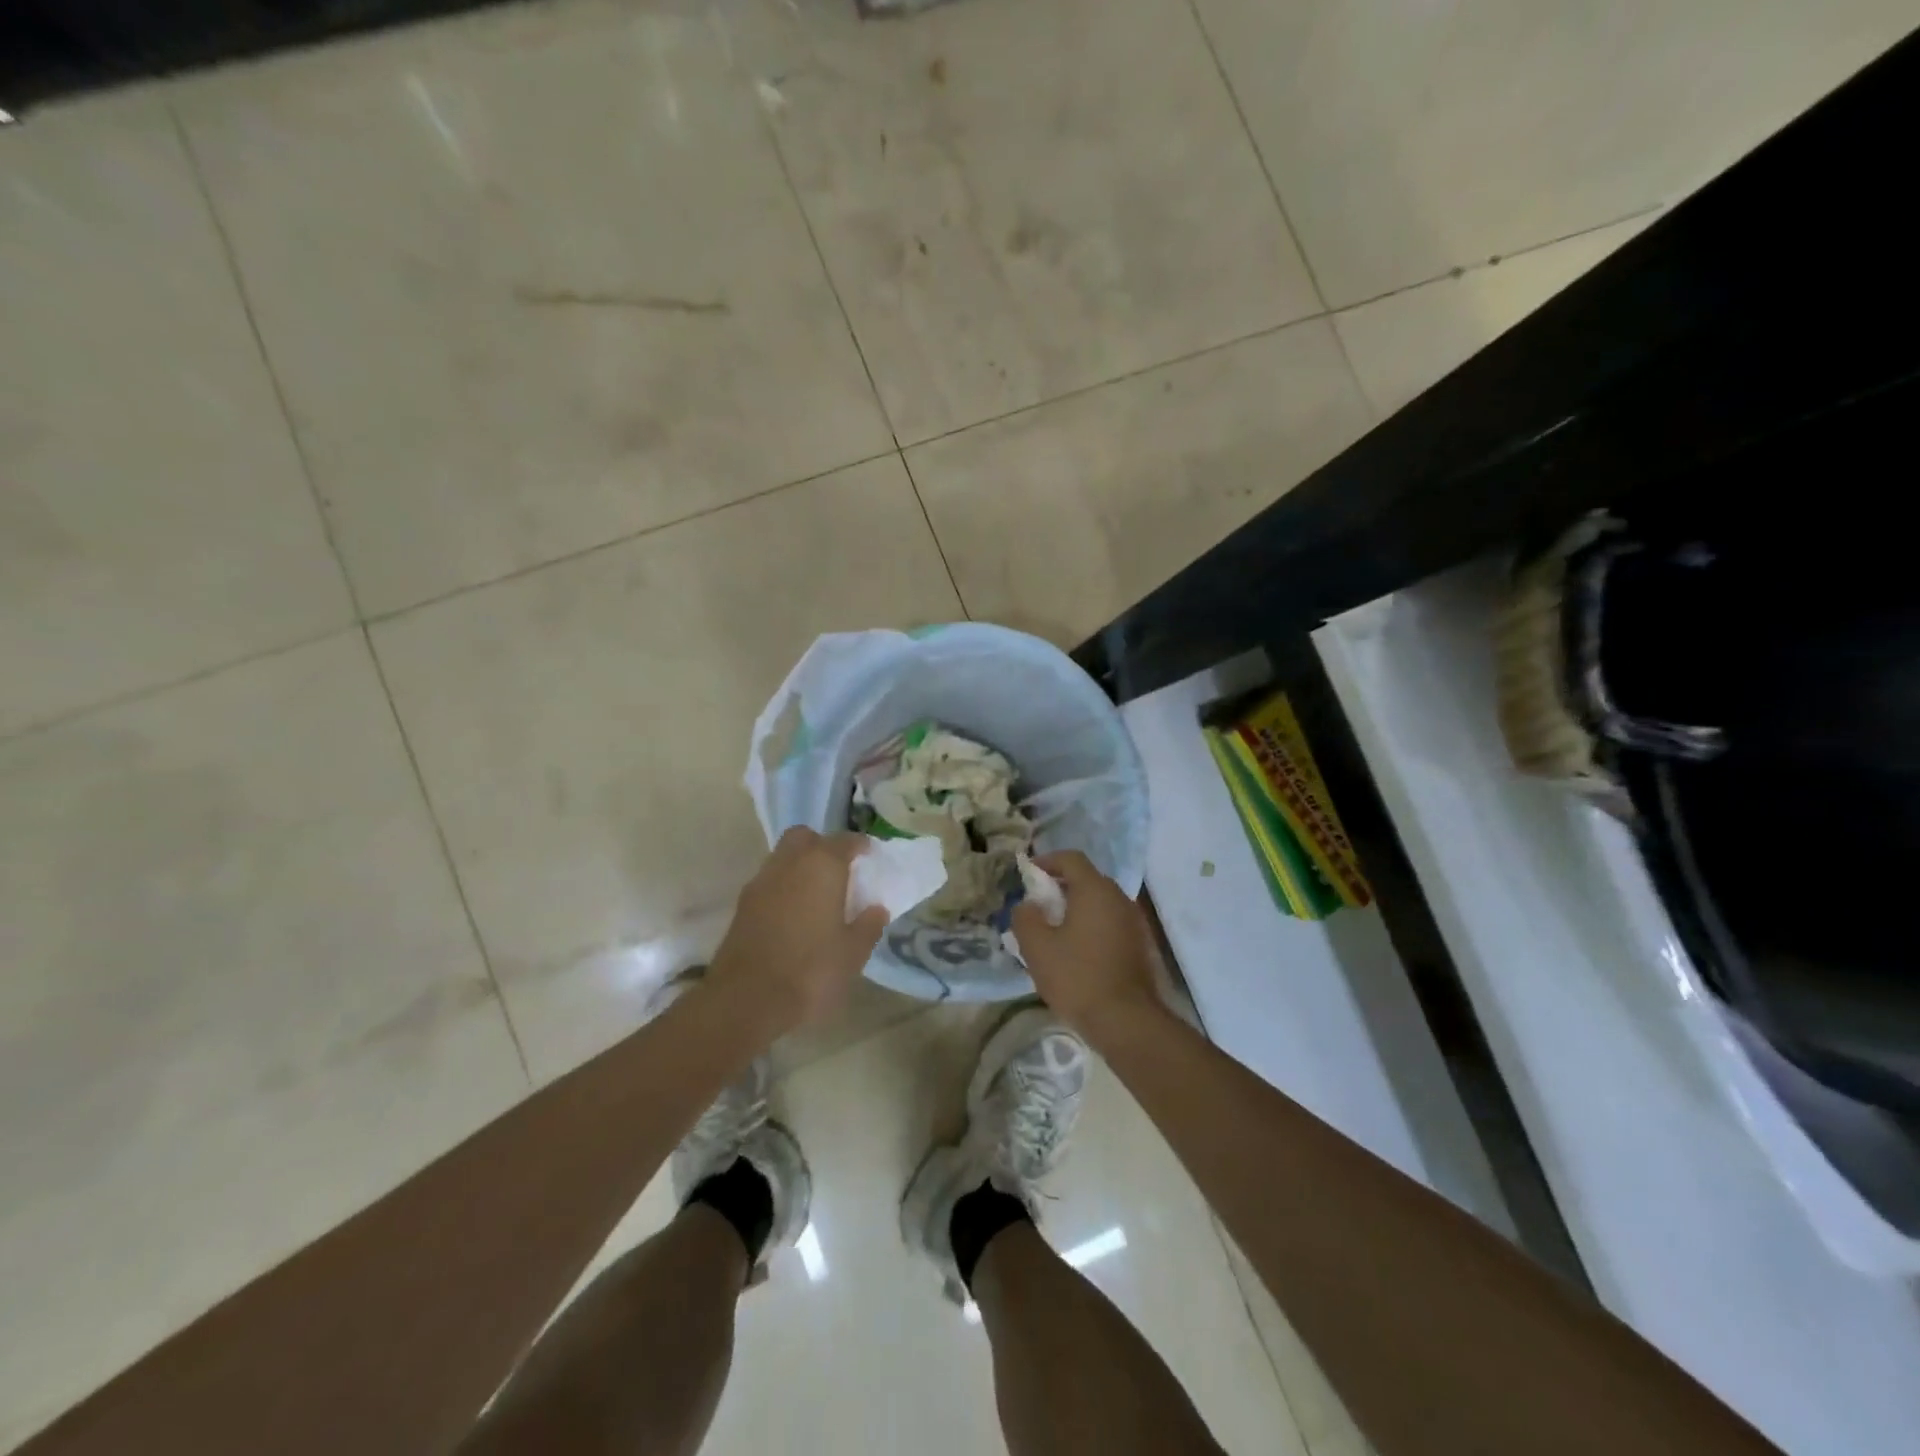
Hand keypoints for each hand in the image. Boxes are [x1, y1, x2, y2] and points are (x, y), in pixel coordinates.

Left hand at [710, 827, 887, 1033]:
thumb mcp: (853, 953)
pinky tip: (794, 914)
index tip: (870, 856)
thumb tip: (877, 908)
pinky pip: (769, 882)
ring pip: (783, 857)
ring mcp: (761, 882)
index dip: (860, 846)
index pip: (844, 841)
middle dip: (822, 845)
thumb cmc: (811, 971)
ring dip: (800, 866)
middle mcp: (789, 864)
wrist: (746, 1000)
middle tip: (839, 869)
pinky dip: (783, 887)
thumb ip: (868, 925)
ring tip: (817, 894)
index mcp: (822, 866)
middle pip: (805, 837)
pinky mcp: (742, 905)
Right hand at [1012, 851, 1163, 1039]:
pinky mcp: (1140, 944)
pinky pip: (1111, 923)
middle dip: (1060, 886)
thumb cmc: (1078, 977)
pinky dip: (1092, 926)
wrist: (1127, 1021)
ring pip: (1100, 903)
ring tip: (1055, 931)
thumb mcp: (1037, 947)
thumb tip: (1028, 905)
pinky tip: (1078, 951)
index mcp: (1095, 890)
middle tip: (1038, 906)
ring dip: (1077, 909)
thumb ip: (1025, 917)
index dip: (1047, 861)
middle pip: (1087, 879)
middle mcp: (1119, 898)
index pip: (1071, 858)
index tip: (1028, 875)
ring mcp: (1134, 922)